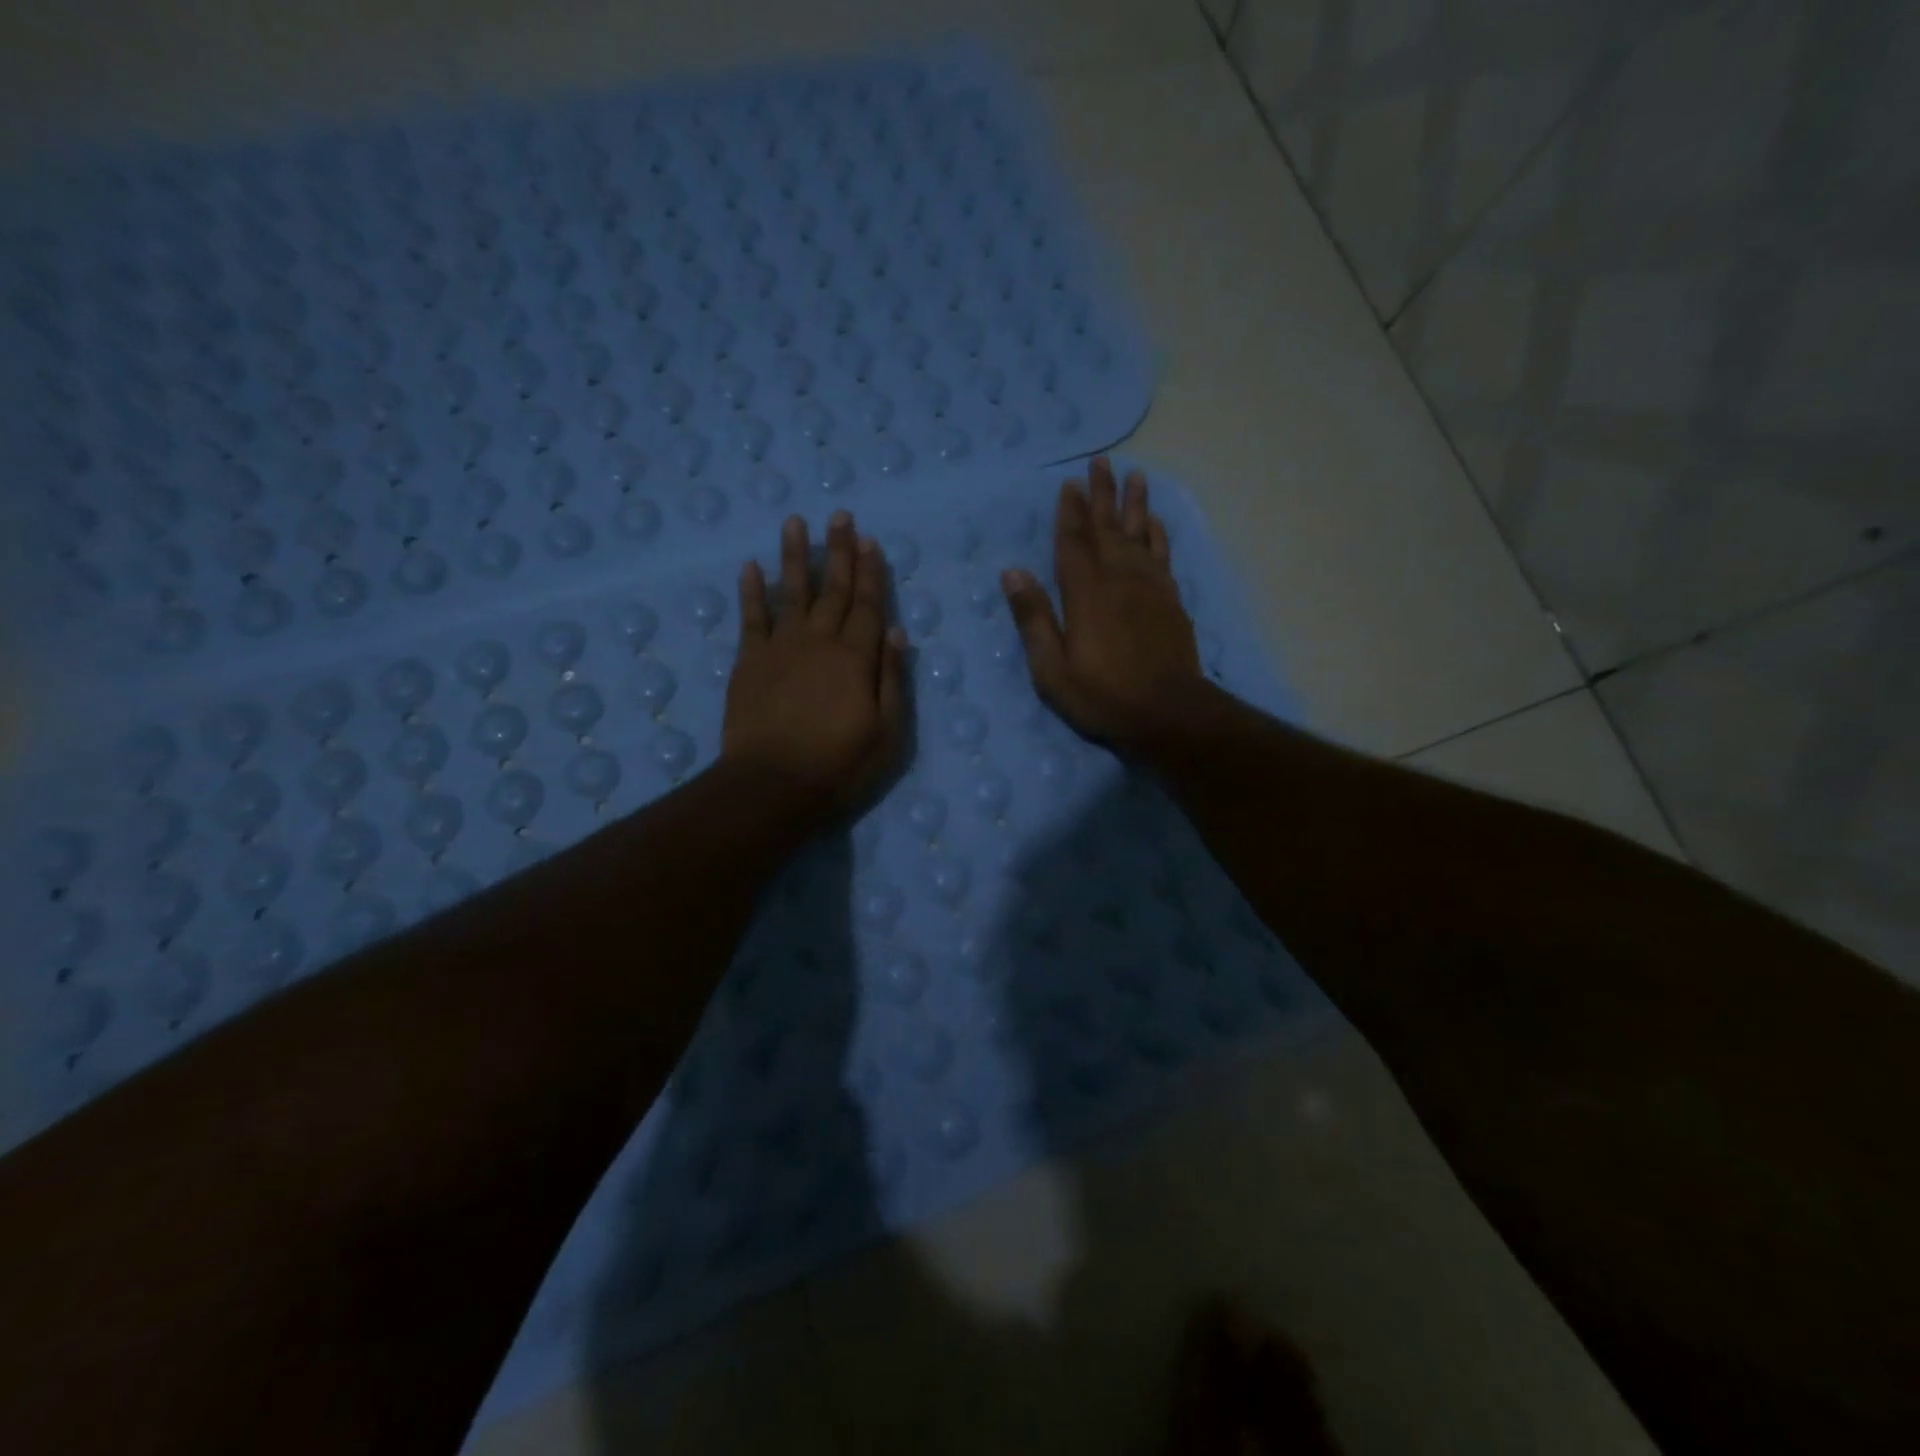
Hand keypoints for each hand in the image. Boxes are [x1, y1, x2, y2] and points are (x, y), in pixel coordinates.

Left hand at [723, 510, 907, 820]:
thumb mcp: (887, 734)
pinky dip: (751, 591)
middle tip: (840, 516)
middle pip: (832, 590)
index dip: (870, 572)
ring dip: (794, 556)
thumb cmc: (839, 767)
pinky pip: (751, 618)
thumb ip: (892, 680)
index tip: (870, 541)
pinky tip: (751, 566)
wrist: (772, 787)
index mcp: (855, 659)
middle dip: (838, 551)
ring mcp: (780, 649)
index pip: (867, 606)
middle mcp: (818, 642)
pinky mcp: (748, 662)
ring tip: (795, 522)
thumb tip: (896, 633)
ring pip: (791, 593)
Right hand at [1001, 457, 1202, 749]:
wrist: (1168, 712)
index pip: (1074, 543)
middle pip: (1109, 528)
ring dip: (1135, 504)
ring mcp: (1150, 588)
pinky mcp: (1171, 601)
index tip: (1070, 484)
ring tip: (1135, 475)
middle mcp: (1119, 580)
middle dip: (1103, 495)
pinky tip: (1155, 522)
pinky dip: (1158, 535)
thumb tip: (1011, 573)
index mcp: (1085, 594)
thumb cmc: (1102, 695)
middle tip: (1101, 463)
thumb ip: (1033, 618)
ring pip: (1140, 534)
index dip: (1071, 513)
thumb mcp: (1052, 668)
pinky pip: (1163, 556)